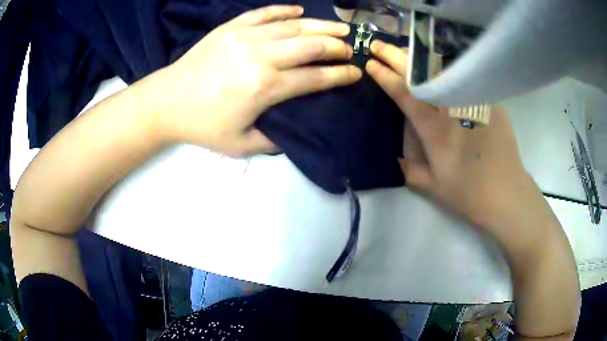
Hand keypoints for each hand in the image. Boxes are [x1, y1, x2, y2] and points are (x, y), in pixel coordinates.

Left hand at [149, 5, 361, 156]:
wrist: (166, 101)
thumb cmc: (202, 125)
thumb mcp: (239, 145)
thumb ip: (272, 141)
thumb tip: (291, 134)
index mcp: (266, 87)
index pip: (315, 78)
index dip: (340, 75)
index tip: (356, 72)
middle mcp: (261, 56)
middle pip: (310, 46)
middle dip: (336, 46)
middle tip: (350, 48)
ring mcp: (245, 37)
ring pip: (293, 26)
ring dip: (320, 25)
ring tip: (339, 27)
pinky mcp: (231, 27)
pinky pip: (263, 13)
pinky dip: (284, 10)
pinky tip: (298, 10)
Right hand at [366, 40, 540, 231]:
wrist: (506, 193)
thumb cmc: (468, 193)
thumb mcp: (432, 187)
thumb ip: (410, 168)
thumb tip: (397, 155)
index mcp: (435, 130)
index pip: (405, 94)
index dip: (386, 76)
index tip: (372, 64)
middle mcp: (452, 109)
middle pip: (421, 74)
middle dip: (396, 56)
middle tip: (379, 46)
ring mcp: (473, 102)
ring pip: (443, 69)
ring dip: (420, 56)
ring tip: (406, 51)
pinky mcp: (489, 101)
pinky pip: (465, 77)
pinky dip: (449, 67)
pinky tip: (442, 64)